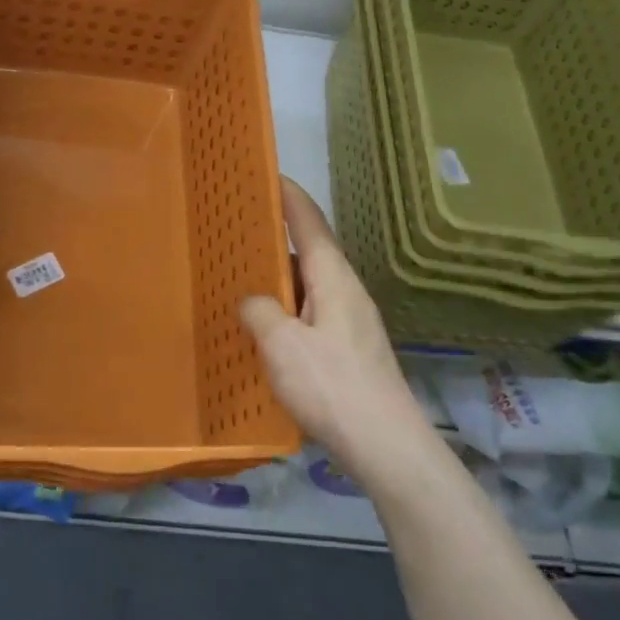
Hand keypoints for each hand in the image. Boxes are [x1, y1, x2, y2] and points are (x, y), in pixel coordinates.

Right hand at [239, 178, 434, 479]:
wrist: (384, 444)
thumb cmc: (332, 385)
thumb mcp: (281, 344)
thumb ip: (260, 312)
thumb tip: (255, 302)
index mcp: (334, 279)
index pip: (310, 224)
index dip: (289, 197)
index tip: (268, 174)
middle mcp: (347, 293)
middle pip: (309, 254)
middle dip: (276, 239)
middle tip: (236, 233)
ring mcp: (351, 324)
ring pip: (308, 288)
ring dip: (278, 281)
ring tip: (241, 279)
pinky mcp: (349, 352)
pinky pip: (310, 316)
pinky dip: (286, 312)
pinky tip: (263, 330)